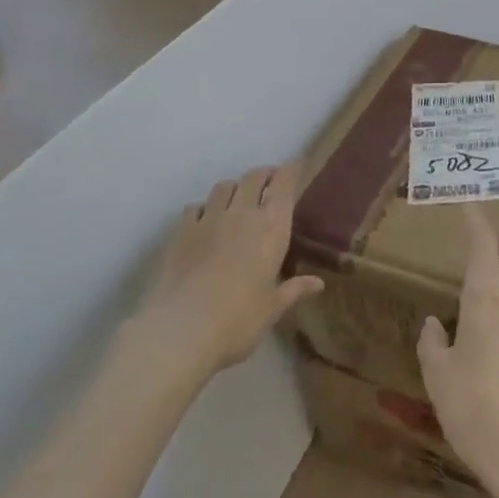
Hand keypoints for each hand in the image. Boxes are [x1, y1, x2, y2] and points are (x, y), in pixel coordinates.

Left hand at [128, 163, 323, 382]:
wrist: (180, 331)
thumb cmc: (238, 321)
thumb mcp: (272, 309)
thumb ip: (294, 290)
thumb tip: (318, 283)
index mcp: (272, 227)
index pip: (284, 183)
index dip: (291, 170)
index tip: (297, 166)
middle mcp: (242, 213)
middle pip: (254, 176)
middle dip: (265, 174)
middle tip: (270, 183)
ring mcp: (209, 219)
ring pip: (224, 186)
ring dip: (235, 187)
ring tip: (239, 198)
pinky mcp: (181, 232)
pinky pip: (195, 207)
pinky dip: (204, 208)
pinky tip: (205, 220)